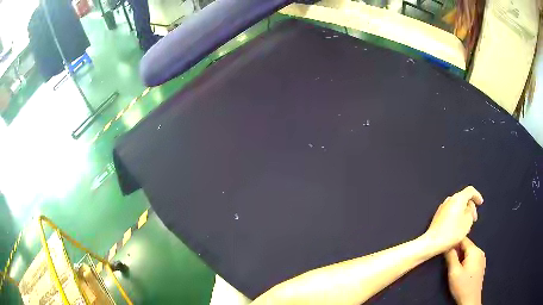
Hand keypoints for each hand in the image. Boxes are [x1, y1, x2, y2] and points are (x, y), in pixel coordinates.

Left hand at [424, 186, 482, 251]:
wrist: (433, 242)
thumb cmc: (453, 232)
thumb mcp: (468, 221)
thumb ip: (471, 210)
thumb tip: (468, 207)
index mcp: (458, 198)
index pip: (470, 190)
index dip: (477, 196)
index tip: (480, 204)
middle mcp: (449, 199)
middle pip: (464, 198)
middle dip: (470, 207)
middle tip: (474, 219)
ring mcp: (442, 207)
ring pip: (457, 206)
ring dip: (464, 213)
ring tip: (467, 225)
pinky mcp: (438, 215)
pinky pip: (451, 211)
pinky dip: (457, 216)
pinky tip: (458, 227)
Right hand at [445, 238, 485, 304]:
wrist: (470, 299)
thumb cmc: (462, 285)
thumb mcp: (454, 272)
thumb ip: (451, 257)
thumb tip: (447, 245)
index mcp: (474, 250)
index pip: (463, 239)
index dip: (454, 241)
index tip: (445, 245)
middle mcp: (480, 251)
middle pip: (466, 245)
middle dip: (457, 250)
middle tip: (446, 257)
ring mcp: (481, 258)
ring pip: (469, 252)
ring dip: (461, 255)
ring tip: (452, 263)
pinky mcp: (480, 265)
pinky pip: (472, 257)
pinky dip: (465, 260)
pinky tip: (460, 268)